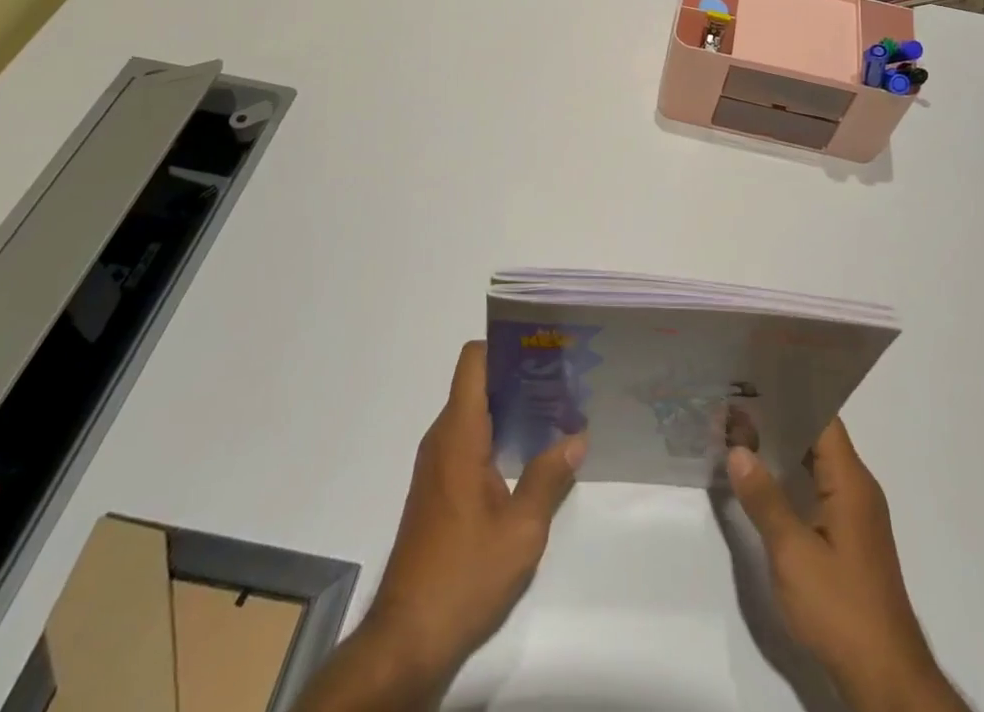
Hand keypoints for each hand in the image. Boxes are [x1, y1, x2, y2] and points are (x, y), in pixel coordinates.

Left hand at [300, 342, 584, 710]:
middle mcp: (442, 438)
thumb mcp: (521, 530)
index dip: (504, 345)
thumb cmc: (463, 575)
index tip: (542, 348)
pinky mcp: (438, 489)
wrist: (406, 639)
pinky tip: (530, 453)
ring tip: (555, 411)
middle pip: (477, 383)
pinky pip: (469, 439)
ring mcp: (437, 464)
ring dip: (510, 406)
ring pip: (474, 412)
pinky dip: (498, 434)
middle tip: (563, 379)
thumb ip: (549, 477)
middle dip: (518, 375)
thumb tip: (577, 437)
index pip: (473, 360)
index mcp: (459, 434)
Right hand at [729, 419, 968, 711]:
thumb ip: (765, 499)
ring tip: (742, 433)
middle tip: (737, 402)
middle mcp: (858, 488)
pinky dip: (793, 477)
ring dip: (785, 449)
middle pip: (819, 436)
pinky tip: (764, 482)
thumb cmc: (840, 607)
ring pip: (818, 464)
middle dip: (780, 419)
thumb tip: (738, 449)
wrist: (885, 677)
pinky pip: (820, 489)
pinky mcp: (850, 538)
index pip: (823, 416)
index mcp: (850, 480)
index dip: (791, 395)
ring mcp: (856, 514)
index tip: (755, 379)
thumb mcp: (793, 553)